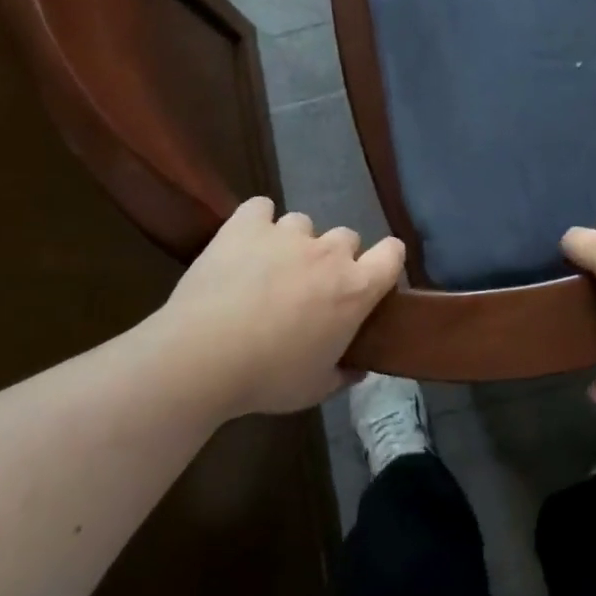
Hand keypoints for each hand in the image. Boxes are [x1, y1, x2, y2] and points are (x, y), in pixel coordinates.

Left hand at [158, 198, 404, 415]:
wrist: (202, 358)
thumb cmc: (267, 378)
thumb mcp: (315, 388)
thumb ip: (342, 374)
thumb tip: (356, 369)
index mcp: (355, 289)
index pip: (393, 253)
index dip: (386, 261)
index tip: (372, 278)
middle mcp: (329, 252)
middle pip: (346, 238)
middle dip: (333, 259)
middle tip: (310, 288)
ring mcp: (287, 233)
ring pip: (303, 223)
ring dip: (294, 242)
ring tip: (269, 268)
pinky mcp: (246, 224)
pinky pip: (260, 207)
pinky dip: (256, 222)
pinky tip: (244, 241)